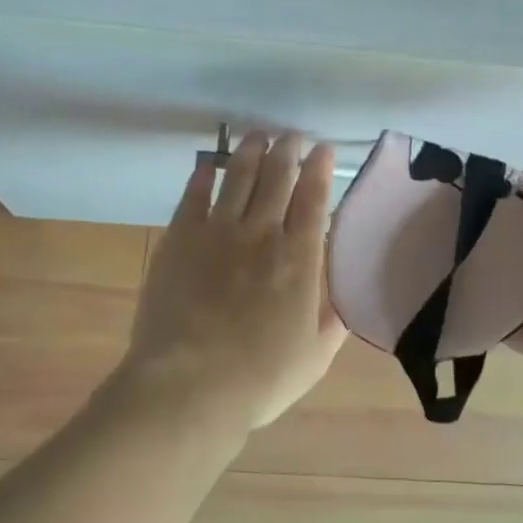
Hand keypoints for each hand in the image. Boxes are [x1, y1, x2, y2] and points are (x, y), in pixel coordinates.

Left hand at [118, 132, 347, 432]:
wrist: (189, 386)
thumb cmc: (260, 378)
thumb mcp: (315, 355)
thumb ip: (333, 319)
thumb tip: (342, 293)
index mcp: (300, 258)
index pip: (314, 197)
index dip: (320, 167)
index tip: (324, 148)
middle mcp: (262, 233)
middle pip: (278, 176)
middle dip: (288, 149)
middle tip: (292, 136)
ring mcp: (218, 231)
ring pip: (239, 176)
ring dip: (251, 151)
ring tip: (258, 136)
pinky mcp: (181, 237)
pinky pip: (195, 194)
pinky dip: (205, 174)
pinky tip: (210, 164)